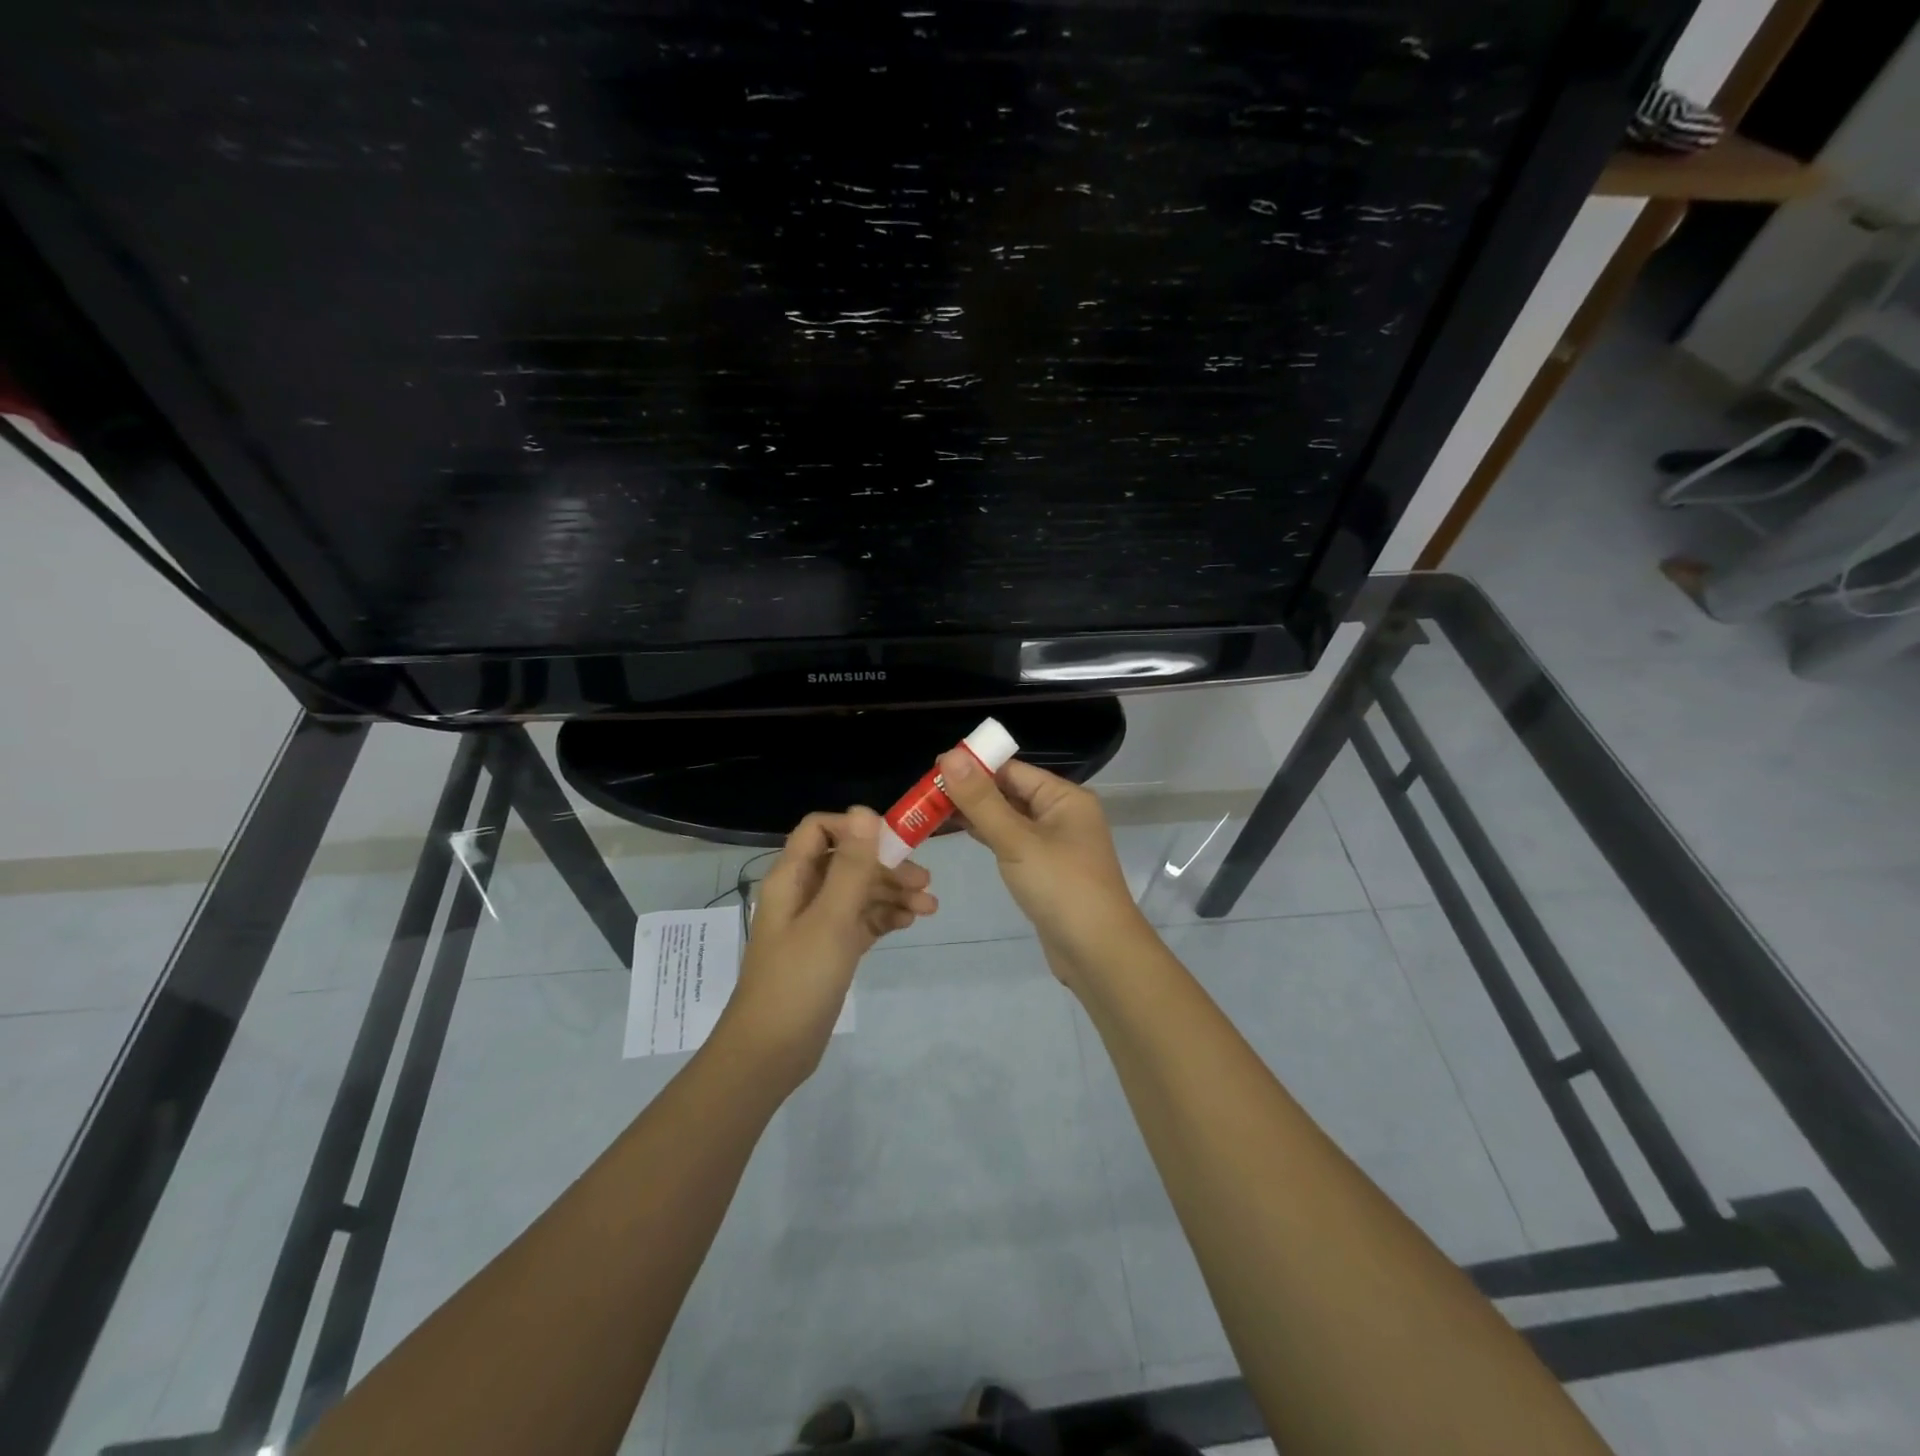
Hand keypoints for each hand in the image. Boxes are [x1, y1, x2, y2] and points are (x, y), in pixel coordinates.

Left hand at [720, 806, 935, 1086]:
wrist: (771, 1052)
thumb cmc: (799, 980)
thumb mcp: (831, 919)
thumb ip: (851, 866)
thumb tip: (864, 811)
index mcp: (793, 878)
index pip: (821, 830)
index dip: (856, 829)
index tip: (894, 843)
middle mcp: (803, 893)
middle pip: (848, 862)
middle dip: (887, 866)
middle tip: (925, 882)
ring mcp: (816, 923)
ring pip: (858, 892)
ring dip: (892, 893)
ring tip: (929, 907)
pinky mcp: (829, 950)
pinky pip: (860, 920)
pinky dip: (884, 917)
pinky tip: (908, 923)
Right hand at [936, 751, 1149, 988]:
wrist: (1097, 953)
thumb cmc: (1061, 887)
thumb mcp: (1017, 840)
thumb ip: (981, 800)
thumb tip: (950, 755)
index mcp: (1065, 797)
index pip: (1013, 770)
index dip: (974, 767)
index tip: (933, 769)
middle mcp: (1062, 814)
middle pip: (1010, 791)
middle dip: (971, 791)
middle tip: (925, 793)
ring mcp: (1055, 844)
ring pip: (1009, 818)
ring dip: (976, 814)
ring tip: (933, 810)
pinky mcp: (1045, 869)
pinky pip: (1012, 842)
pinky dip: (988, 835)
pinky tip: (961, 833)